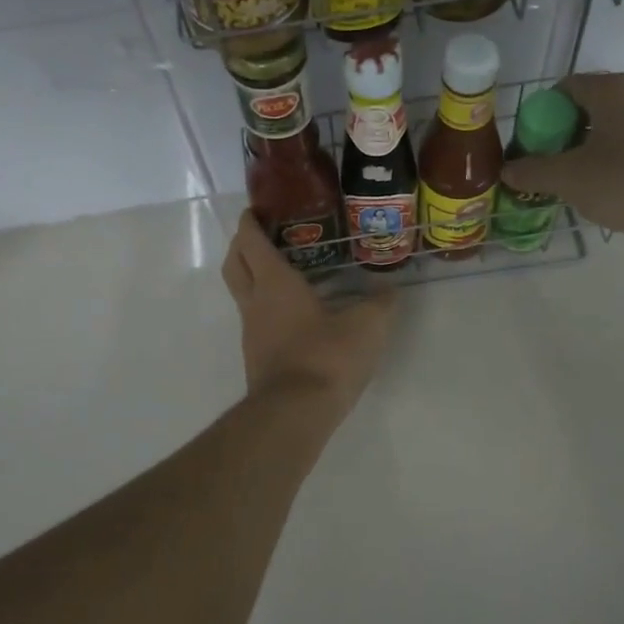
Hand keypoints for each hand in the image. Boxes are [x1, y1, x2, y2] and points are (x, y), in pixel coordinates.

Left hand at [220, 211, 395, 411]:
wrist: (295, 414)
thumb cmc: (327, 358)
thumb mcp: (367, 327)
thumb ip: (380, 305)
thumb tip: (389, 291)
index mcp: (274, 284)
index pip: (250, 241)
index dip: (250, 222)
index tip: (258, 209)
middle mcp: (255, 303)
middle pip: (234, 264)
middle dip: (241, 245)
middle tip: (263, 236)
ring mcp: (251, 333)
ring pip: (242, 295)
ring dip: (254, 279)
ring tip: (285, 275)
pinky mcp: (257, 358)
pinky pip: (256, 322)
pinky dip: (268, 309)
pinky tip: (295, 316)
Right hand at [499, 72, 623, 255]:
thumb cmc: (623, 180)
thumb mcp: (566, 177)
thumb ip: (533, 171)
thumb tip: (508, 171)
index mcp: (612, 89)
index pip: (565, 88)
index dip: (540, 114)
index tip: (529, 143)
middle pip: (586, 109)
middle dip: (561, 135)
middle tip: (544, 164)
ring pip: (609, 131)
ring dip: (585, 151)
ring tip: (568, 181)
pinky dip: (610, 164)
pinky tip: (598, 191)